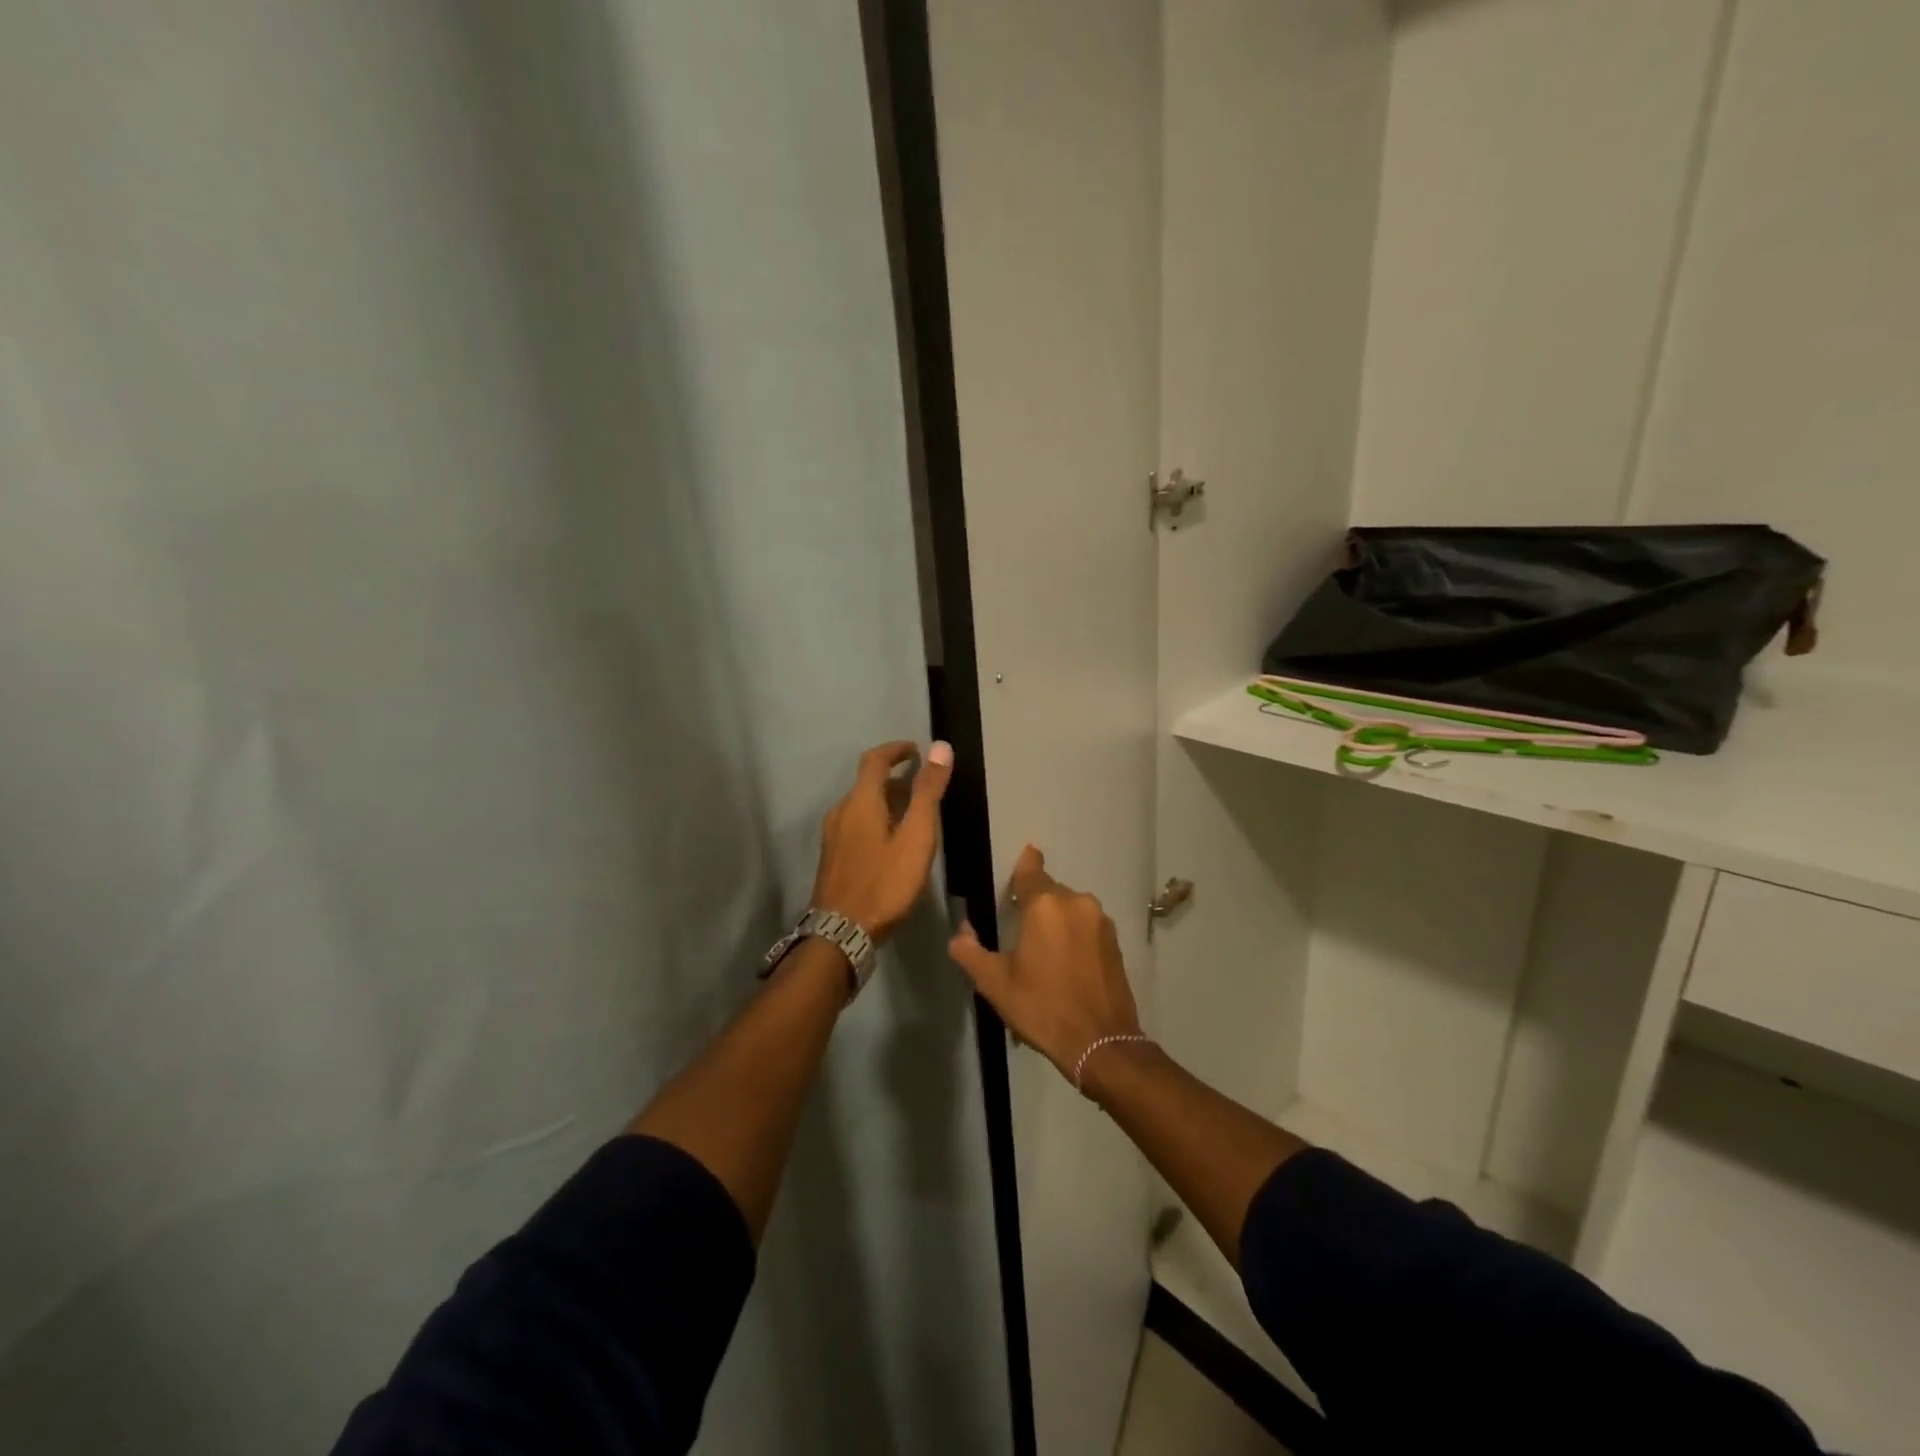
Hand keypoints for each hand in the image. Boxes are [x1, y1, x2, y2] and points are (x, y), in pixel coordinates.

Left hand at [811, 740, 953, 943]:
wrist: (841, 933)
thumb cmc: (884, 884)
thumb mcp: (916, 837)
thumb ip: (927, 793)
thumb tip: (940, 747)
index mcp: (860, 801)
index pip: (874, 760)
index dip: (896, 750)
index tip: (916, 750)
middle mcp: (841, 812)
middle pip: (867, 783)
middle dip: (895, 778)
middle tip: (924, 787)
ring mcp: (833, 836)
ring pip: (862, 806)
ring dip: (887, 801)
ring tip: (914, 815)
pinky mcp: (833, 857)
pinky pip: (856, 824)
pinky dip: (877, 820)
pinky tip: (893, 842)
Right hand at [947, 846, 1142, 1083]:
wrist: (1101, 1044)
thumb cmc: (1042, 1008)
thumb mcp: (994, 983)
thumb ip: (969, 951)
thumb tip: (961, 931)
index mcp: (1045, 904)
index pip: (1030, 869)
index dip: (1023, 866)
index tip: (1019, 865)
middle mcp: (1076, 902)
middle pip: (1049, 892)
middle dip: (1035, 906)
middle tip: (1020, 934)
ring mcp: (1100, 921)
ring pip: (1070, 909)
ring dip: (1057, 922)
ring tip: (1044, 954)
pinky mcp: (1115, 941)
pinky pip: (1087, 927)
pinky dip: (1075, 936)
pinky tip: (1066, 964)